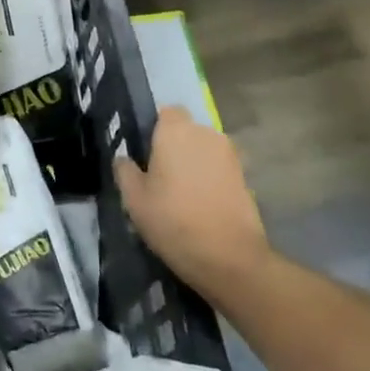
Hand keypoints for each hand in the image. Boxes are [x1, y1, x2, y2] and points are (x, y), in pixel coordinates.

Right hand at [114, 107, 268, 297]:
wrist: (230, 258)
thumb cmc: (173, 221)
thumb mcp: (134, 199)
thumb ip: (125, 171)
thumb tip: (124, 159)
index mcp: (176, 131)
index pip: (165, 111)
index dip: (154, 128)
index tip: (144, 152)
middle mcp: (206, 134)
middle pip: (186, 130)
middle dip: (174, 146)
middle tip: (158, 175)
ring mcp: (229, 155)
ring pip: (203, 150)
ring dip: (193, 163)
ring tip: (180, 193)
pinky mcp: (245, 177)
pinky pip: (218, 168)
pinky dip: (209, 179)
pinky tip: (199, 205)